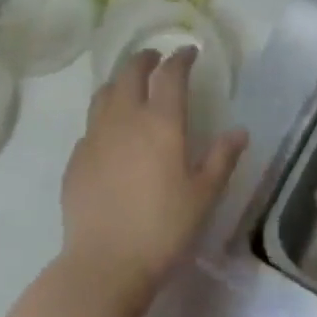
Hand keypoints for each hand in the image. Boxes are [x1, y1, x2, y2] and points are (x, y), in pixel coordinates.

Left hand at [60, 48, 247, 302]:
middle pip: (131, 72)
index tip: (189, 53)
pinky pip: (90, 125)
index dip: (181, 58)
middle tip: (156, 59)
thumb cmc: (163, 229)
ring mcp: (95, 136)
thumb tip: (240, 131)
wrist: (104, 264)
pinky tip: (109, 134)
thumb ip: (221, 158)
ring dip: (120, 82)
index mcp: (161, 122)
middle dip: (145, 60)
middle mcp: (125, 118)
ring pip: (105, 93)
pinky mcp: (76, 158)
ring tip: (129, 86)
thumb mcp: (203, 196)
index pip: (171, 74)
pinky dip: (103, 117)